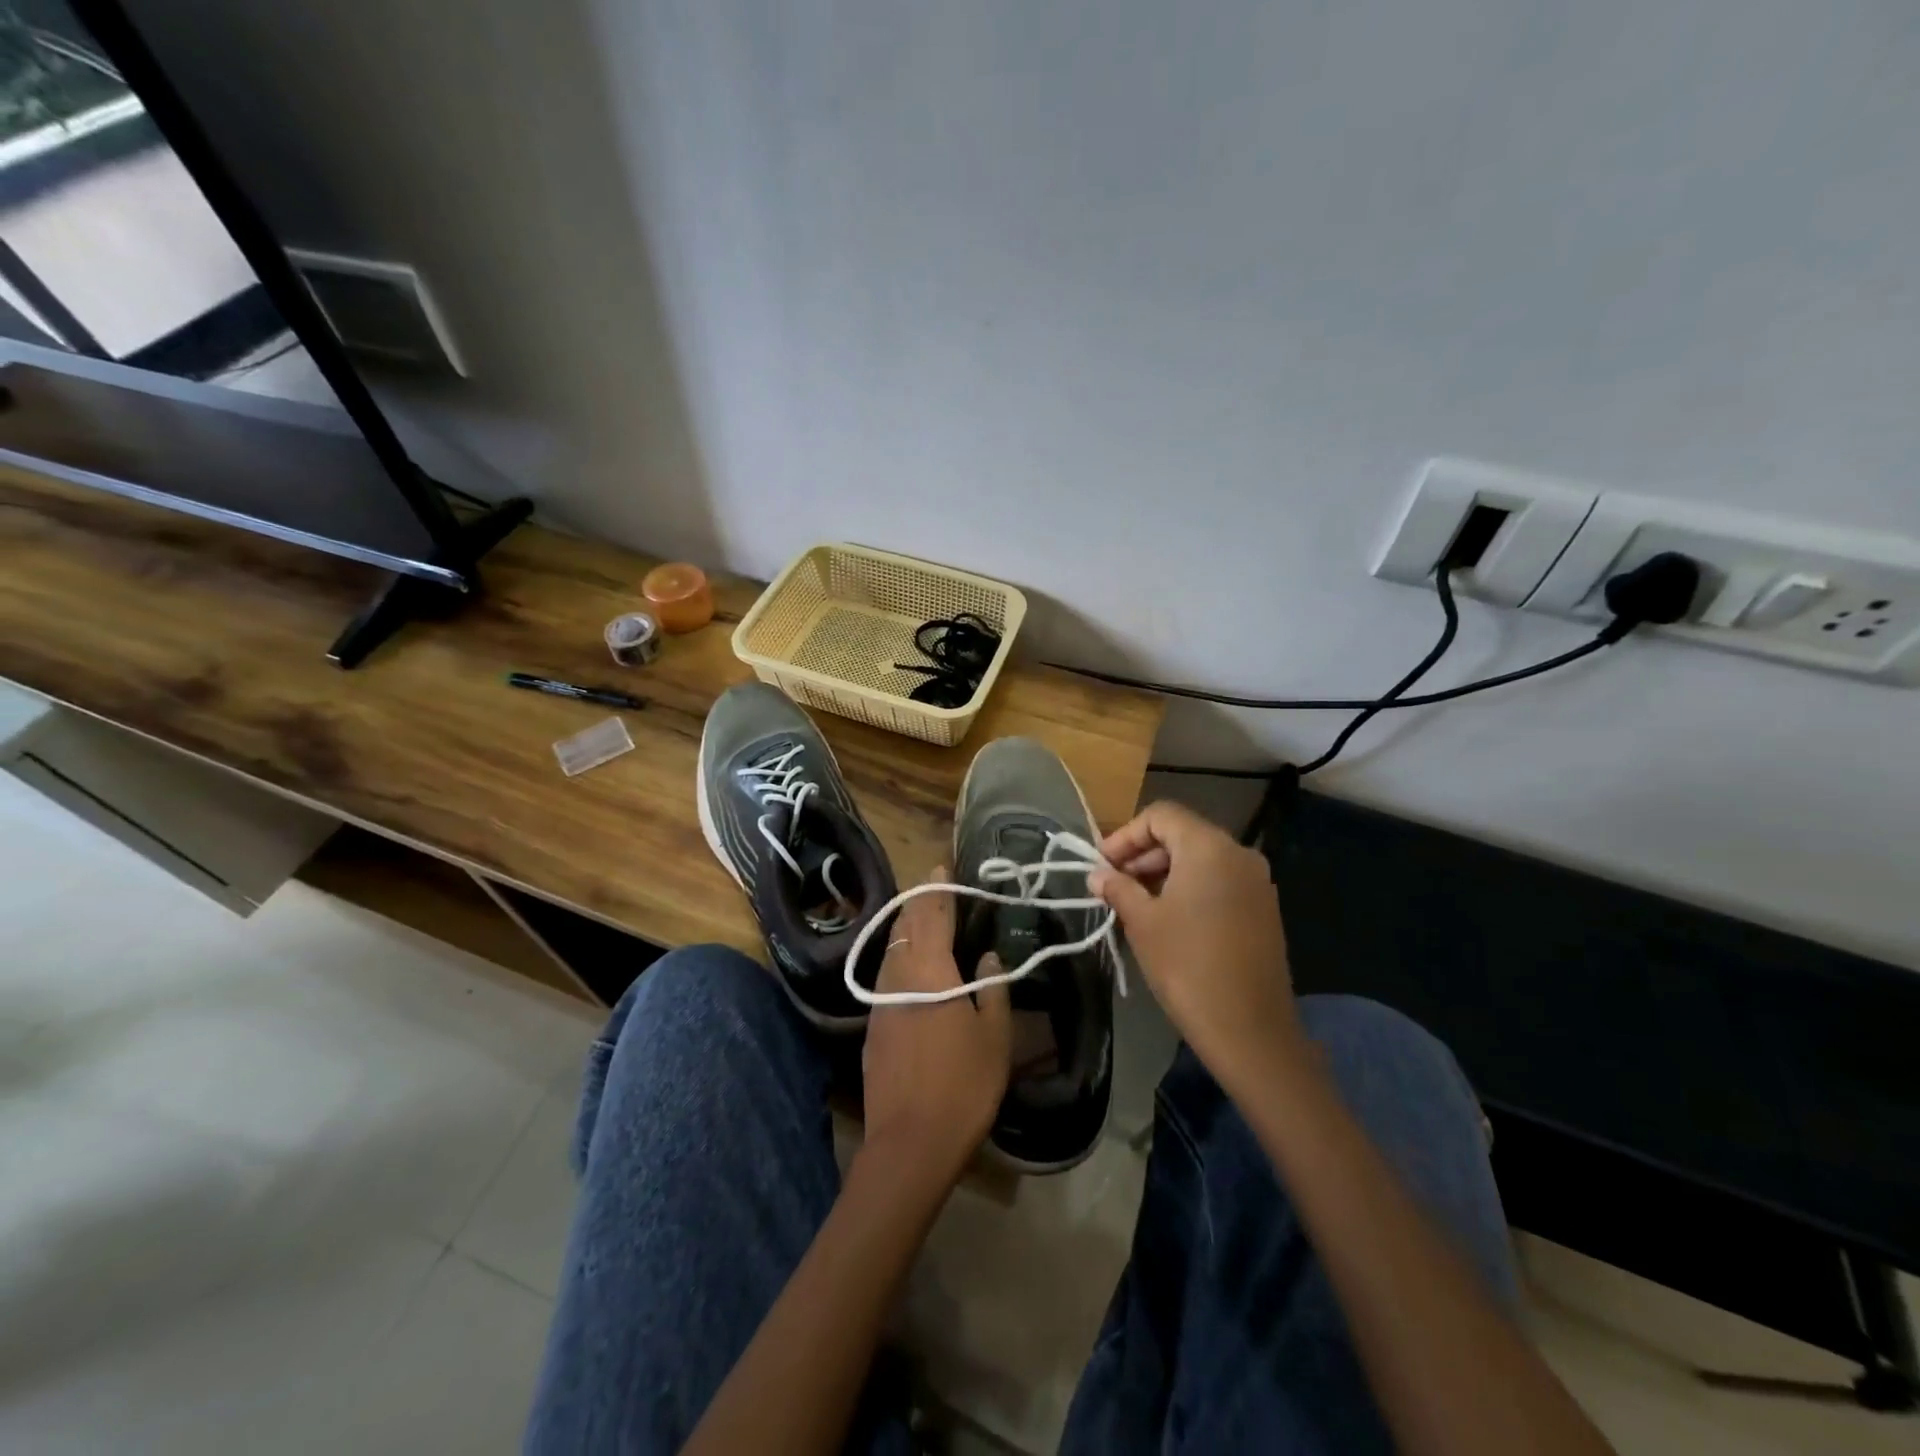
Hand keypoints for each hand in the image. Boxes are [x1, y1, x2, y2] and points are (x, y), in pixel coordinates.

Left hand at [860, 866, 1010, 1190]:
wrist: (910, 1142)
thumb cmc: (964, 1084)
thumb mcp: (995, 1036)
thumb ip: (993, 989)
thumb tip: (988, 957)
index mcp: (931, 969)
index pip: (933, 914)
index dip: (939, 889)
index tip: (942, 867)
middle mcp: (898, 974)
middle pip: (905, 925)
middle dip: (919, 902)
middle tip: (935, 888)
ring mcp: (880, 1000)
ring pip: (891, 948)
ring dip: (906, 927)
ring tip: (922, 919)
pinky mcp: (872, 1025)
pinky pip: (885, 973)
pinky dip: (899, 956)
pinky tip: (910, 967)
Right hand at [1089, 801, 1302, 1093]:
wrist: (1250, 1030)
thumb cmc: (1187, 966)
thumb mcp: (1142, 922)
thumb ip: (1118, 888)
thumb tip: (1098, 875)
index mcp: (1209, 847)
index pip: (1161, 816)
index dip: (1125, 835)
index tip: (1102, 865)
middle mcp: (1238, 854)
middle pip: (1182, 834)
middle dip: (1142, 854)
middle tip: (1113, 885)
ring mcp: (1257, 882)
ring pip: (1201, 859)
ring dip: (1163, 873)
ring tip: (1134, 904)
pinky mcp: (1263, 909)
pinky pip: (1219, 882)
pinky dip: (1189, 888)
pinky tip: (1167, 919)